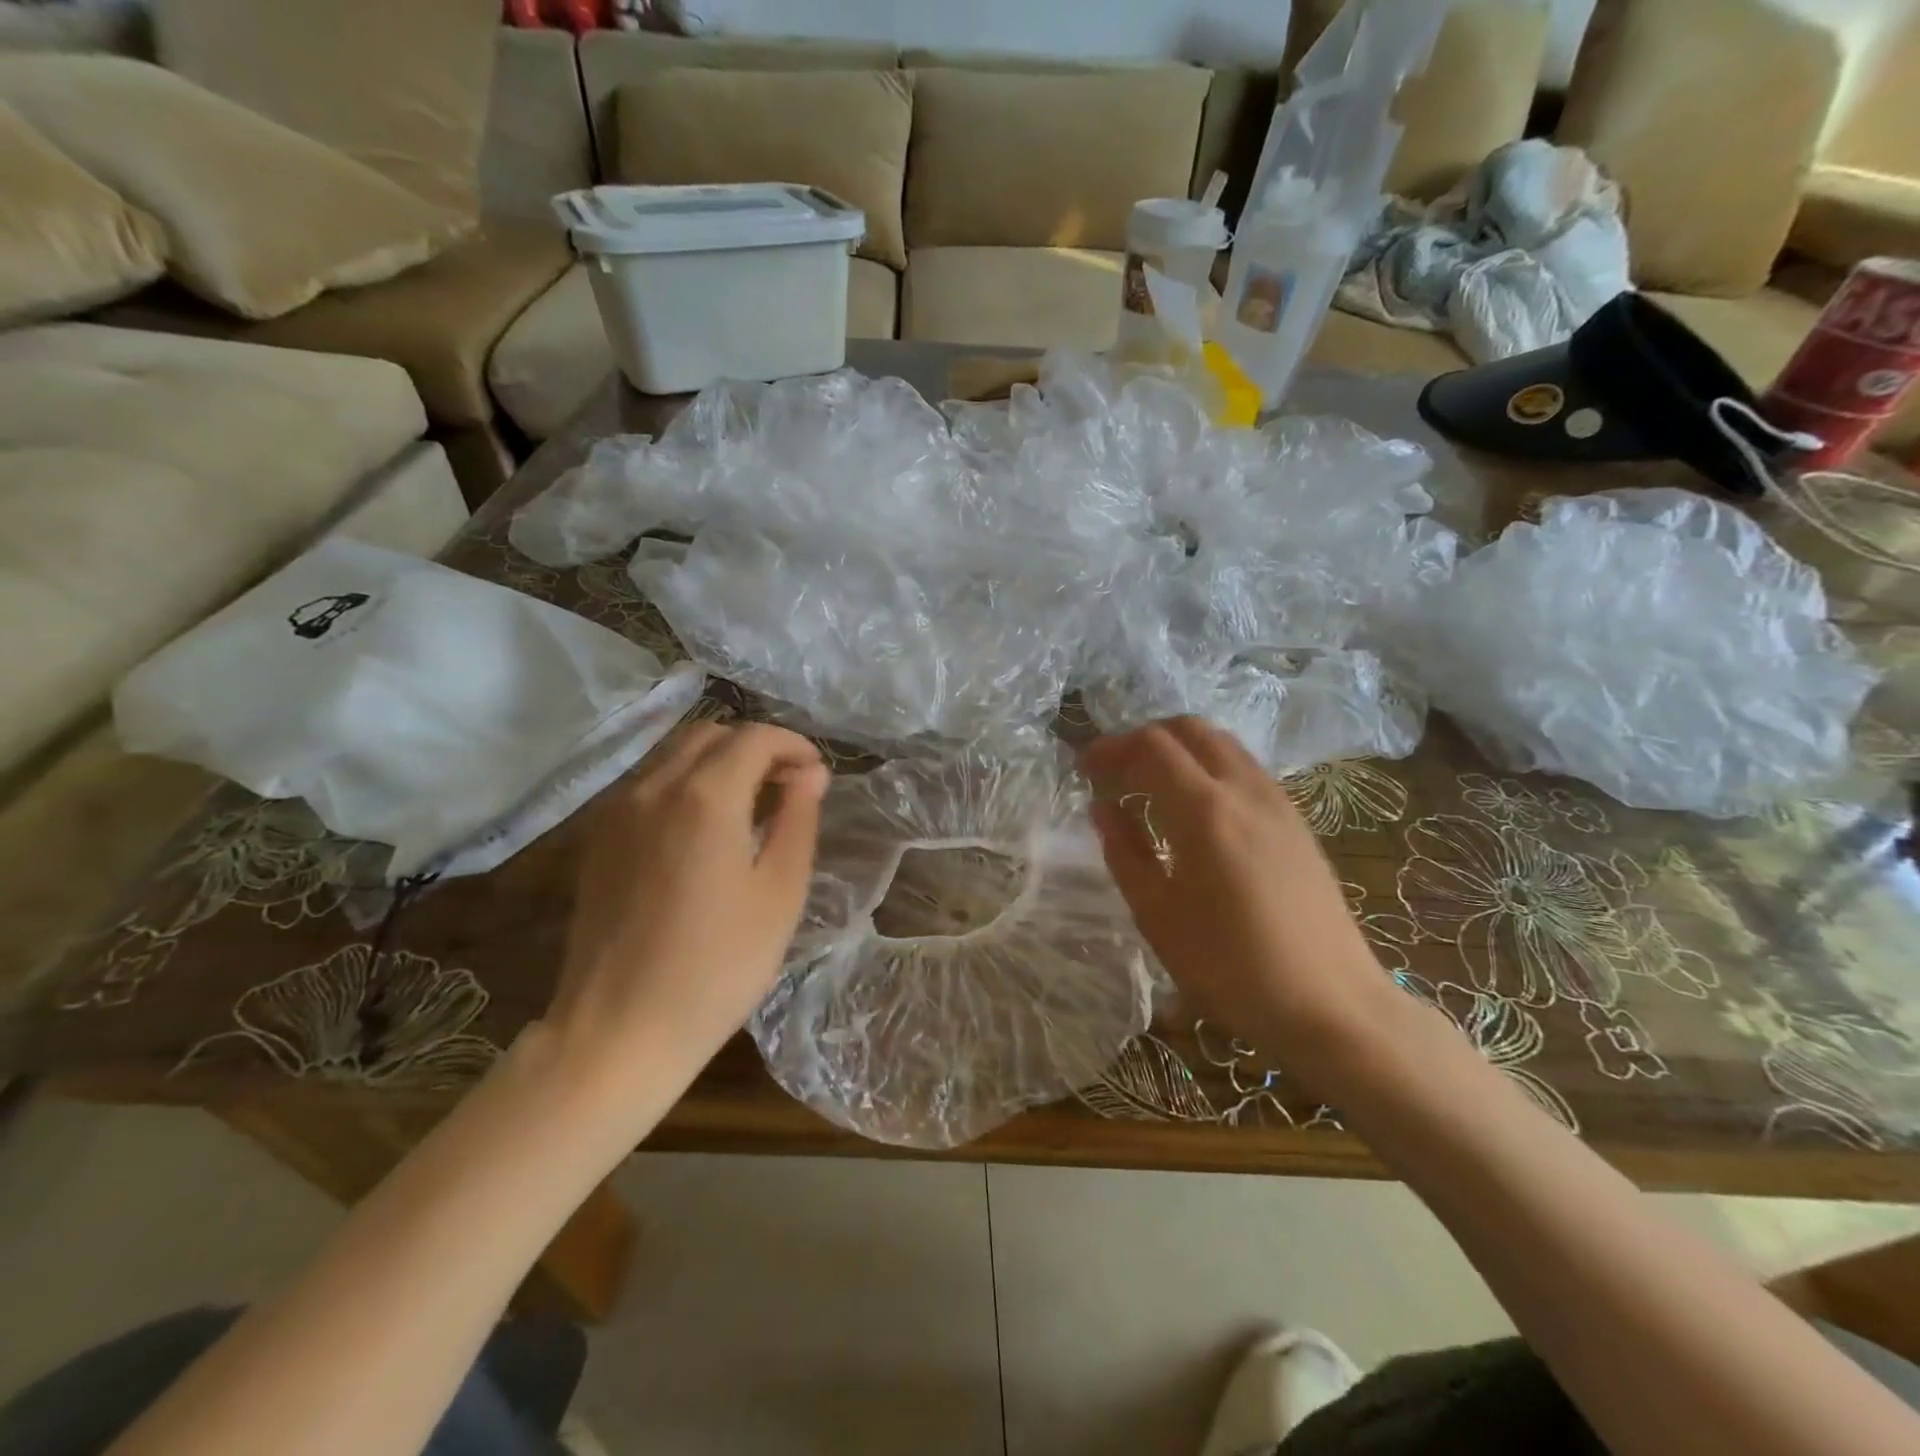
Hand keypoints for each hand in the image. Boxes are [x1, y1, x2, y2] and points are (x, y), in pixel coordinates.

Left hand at [544, 721, 829, 1101]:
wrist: (618, 1030)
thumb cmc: (718, 967)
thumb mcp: (780, 894)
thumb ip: (797, 820)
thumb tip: (810, 774)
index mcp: (705, 797)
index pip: (754, 738)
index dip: (793, 746)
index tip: (816, 775)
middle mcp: (654, 788)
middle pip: (711, 734)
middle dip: (756, 748)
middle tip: (788, 786)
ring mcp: (618, 811)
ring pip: (675, 755)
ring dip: (719, 762)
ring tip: (751, 806)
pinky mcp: (599, 839)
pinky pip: (649, 785)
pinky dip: (686, 783)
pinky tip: (705, 829)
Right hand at [1082, 718, 1399, 1069]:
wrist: (1332, 1004)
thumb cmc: (1231, 967)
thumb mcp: (1158, 915)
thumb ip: (1125, 852)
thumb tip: (1103, 807)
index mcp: (1204, 810)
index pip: (1151, 746)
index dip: (1111, 748)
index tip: (1084, 768)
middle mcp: (1244, 789)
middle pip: (1189, 729)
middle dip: (1145, 738)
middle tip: (1116, 771)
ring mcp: (1278, 801)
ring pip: (1222, 744)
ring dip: (1180, 749)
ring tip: (1151, 785)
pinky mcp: (1297, 820)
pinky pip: (1245, 768)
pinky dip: (1209, 766)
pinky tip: (1197, 808)